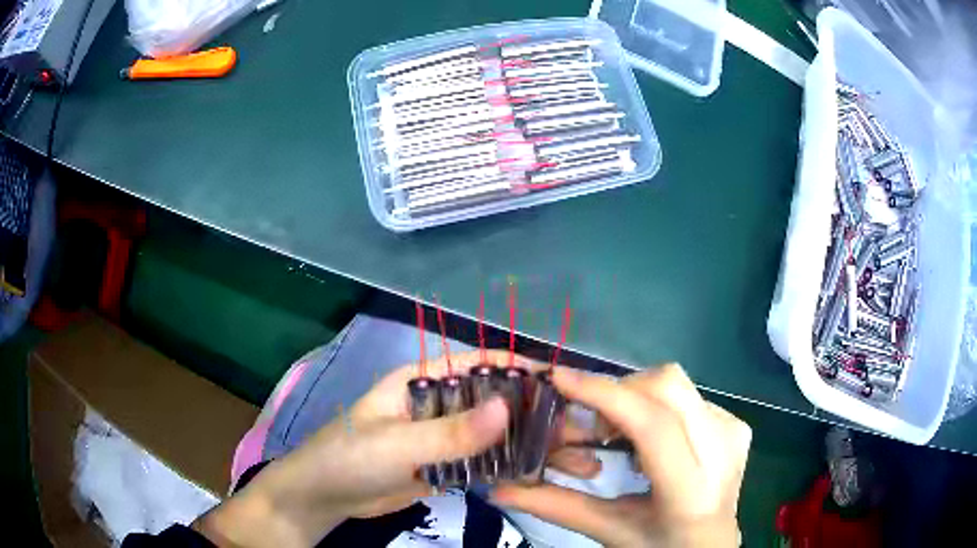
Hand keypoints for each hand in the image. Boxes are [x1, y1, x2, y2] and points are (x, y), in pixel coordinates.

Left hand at [195, 350, 599, 546]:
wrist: (325, 497)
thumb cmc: (349, 457)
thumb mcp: (396, 443)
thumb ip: (451, 432)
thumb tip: (509, 407)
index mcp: (424, 381)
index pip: (480, 364)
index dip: (522, 369)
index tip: (565, 383)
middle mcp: (440, 404)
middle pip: (498, 403)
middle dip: (541, 416)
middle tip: (585, 433)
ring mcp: (445, 437)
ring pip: (498, 436)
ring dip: (536, 445)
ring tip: (580, 459)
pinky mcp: (447, 466)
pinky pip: (487, 463)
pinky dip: (515, 469)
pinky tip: (547, 476)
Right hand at [492, 364, 751, 547]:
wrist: (710, 544)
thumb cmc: (660, 544)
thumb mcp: (609, 530)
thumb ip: (555, 506)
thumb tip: (496, 488)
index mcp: (690, 491)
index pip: (653, 425)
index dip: (605, 394)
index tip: (561, 379)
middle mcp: (721, 453)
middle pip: (667, 386)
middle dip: (618, 392)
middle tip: (592, 423)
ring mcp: (734, 432)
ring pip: (676, 384)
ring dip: (635, 399)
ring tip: (619, 435)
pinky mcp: (736, 424)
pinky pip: (688, 395)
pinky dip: (656, 406)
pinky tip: (651, 439)